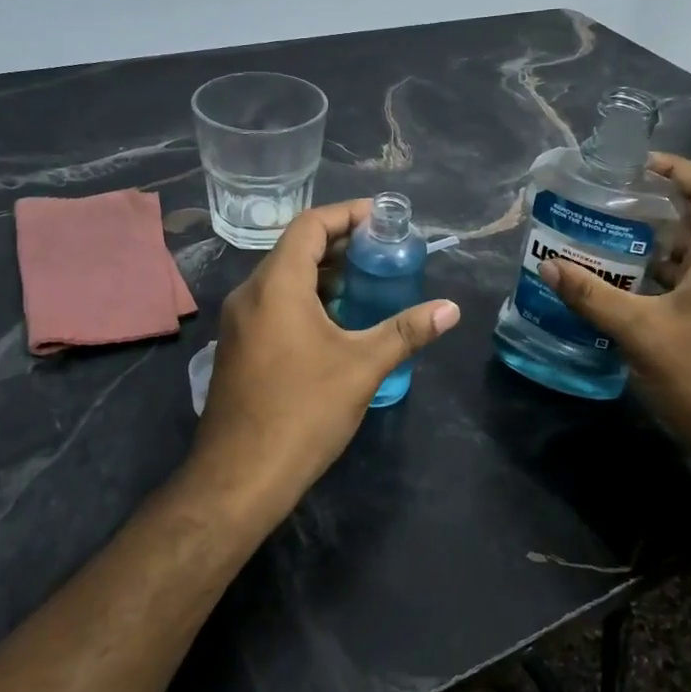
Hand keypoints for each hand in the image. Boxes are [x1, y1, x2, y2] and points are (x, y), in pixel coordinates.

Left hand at [190, 201, 459, 521]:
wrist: (240, 476)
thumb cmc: (303, 411)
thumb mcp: (363, 366)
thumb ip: (406, 331)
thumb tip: (451, 309)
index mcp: (276, 285)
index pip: (310, 225)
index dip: (347, 214)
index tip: (383, 219)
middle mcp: (251, 294)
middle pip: (296, 248)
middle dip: (340, 243)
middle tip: (383, 251)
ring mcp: (240, 322)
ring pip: (284, 278)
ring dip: (324, 273)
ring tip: (368, 281)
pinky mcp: (239, 346)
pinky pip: (275, 303)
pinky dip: (307, 298)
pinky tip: (338, 321)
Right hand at [537, 155, 690, 472]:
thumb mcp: (640, 333)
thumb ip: (592, 296)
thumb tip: (549, 266)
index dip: (676, 169)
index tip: (634, 167)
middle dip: (653, 208)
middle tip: (605, 207)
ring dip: (653, 247)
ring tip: (604, 244)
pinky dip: (660, 279)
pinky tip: (623, 292)